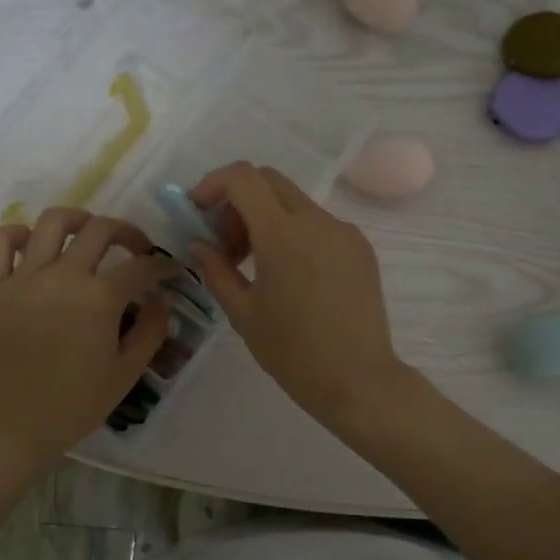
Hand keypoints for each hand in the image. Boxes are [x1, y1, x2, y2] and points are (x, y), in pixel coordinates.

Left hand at [0, 209, 174, 470]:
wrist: (7, 429)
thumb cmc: (72, 407)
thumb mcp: (125, 374)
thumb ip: (150, 332)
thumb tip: (162, 300)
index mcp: (99, 299)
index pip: (140, 267)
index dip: (162, 266)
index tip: (170, 271)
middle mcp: (62, 276)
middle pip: (101, 230)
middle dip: (128, 232)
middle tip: (137, 249)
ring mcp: (23, 278)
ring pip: (52, 222)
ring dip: (79, 219)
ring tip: (89, 232)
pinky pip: (0, 241)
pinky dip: (18, 233)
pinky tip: (34, 246)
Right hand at [187, 163, 409, 429]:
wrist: (359, 381)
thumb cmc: (293, 353)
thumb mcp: (244, 313)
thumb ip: (216, 270)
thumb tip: (198, 244)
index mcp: (283, 235)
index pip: (243, 178)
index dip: (213, 184)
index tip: (198, 212)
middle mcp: (317, 221)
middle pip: (269, 182)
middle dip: (237, 201)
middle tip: (224, 243)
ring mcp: (344, 232)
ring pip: (294, 202)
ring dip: (265, 218)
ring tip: (255, 265)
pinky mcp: (361, 248)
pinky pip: (319, 224)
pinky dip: (294, 233)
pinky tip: (291, 275)